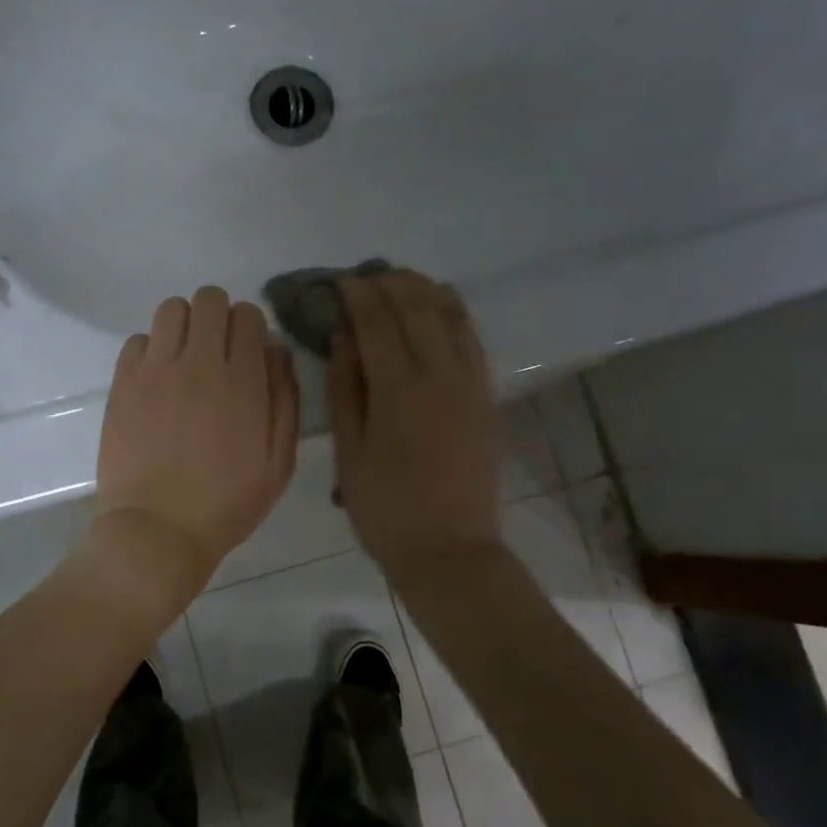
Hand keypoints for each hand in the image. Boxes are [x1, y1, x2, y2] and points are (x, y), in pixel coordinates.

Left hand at [91, 287, 299, 603]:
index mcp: (242, 380)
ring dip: (184, 325)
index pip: (248, 315)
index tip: (248, 354)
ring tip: (185, 360)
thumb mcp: (279, 462)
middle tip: (217, 353)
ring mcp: (155, 369)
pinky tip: (156, 381)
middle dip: (219, 317)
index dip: (251, 328)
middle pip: (208, 299)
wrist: (157, 530)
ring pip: (171, 309)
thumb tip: (277, 352)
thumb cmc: (226, 504)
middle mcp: (198, 362)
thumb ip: (285, 400)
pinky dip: (151, 350)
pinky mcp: (123, 383)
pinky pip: (137, 340)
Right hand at [330, 270, 500, 580]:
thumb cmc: (385, 507)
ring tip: (398, 279)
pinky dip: (454, 311)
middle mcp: (439, 373)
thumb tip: (343, 336)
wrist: (450, 550)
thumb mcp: (350, 451)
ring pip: (449, 315)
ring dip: (423, 289)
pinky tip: (440, 303)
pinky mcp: (485, 395)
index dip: (357, 294)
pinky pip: (472, 338)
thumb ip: (346, 388)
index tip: (340, 280)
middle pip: (415, 308)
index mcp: (399, 389)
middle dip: (389, 283)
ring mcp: (470, 382)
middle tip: (366, 276)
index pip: (377, 321)